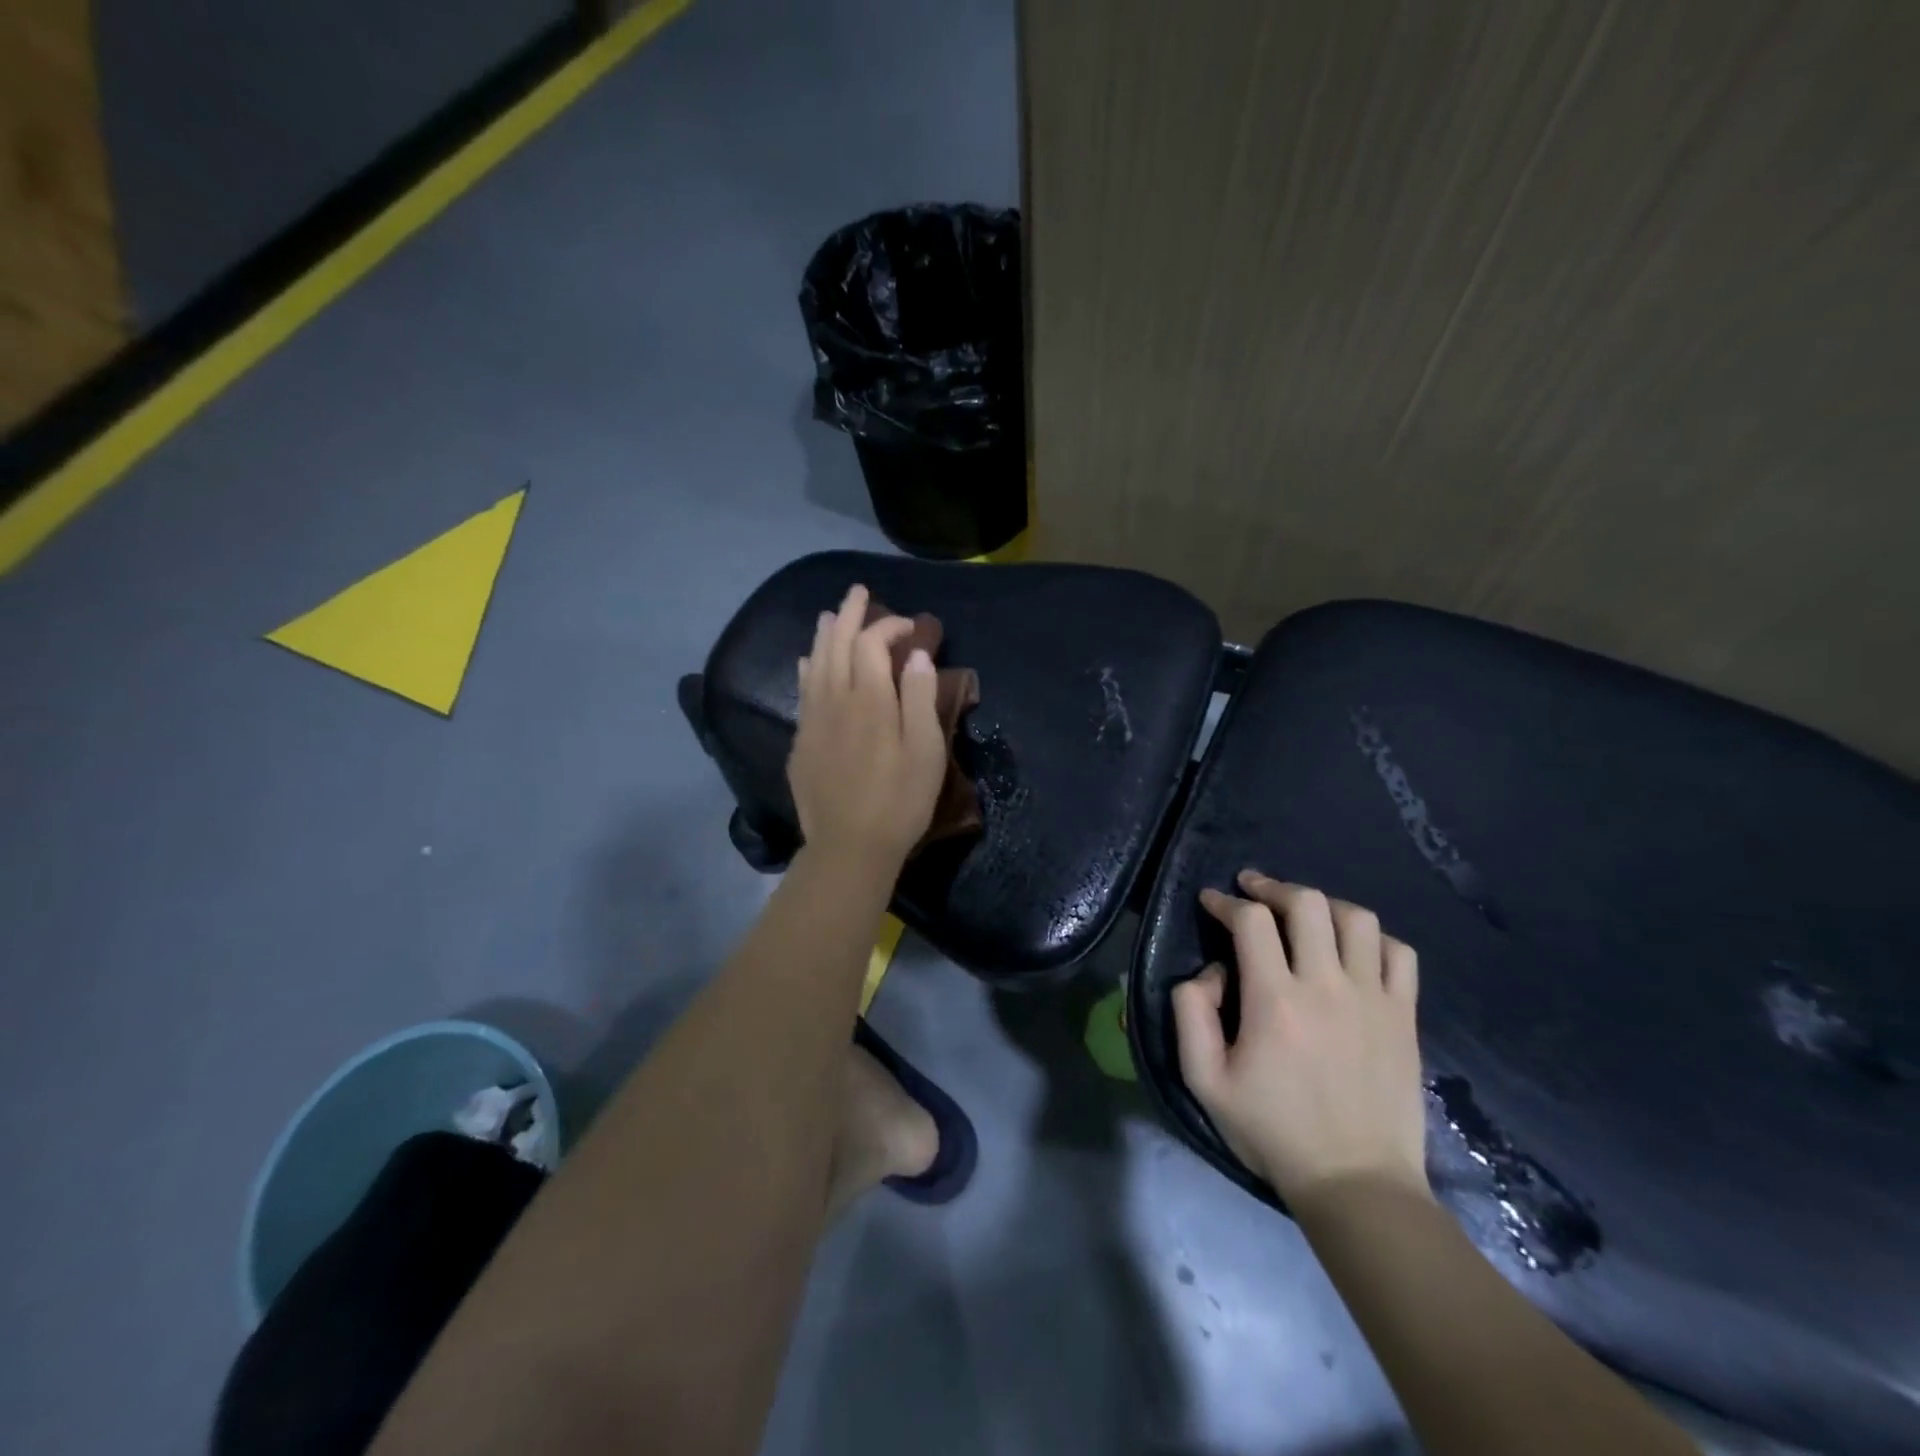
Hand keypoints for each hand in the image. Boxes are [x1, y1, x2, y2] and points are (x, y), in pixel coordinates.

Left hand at [788, 585, 946, 869]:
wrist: (849, 847)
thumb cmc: (899, 801)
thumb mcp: (926, 751)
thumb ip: (921, 698)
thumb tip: (917, 655)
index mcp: (870, 699)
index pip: (873, 644)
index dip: (890, 627)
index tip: (910, 628)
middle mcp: (835, 699)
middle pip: (838, 644)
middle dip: (850, 614)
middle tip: (859, 592)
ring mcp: (813, 720)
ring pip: (815, 664)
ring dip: (825, 635)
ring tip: (831, 615)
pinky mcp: (802, 742)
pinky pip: (802, 691)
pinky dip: (807, 668)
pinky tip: (808, 662)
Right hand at [1172, 871, 1428, 1206]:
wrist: (1357, 1184)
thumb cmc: (1273, 1132)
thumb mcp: (1205, 1081)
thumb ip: (1191, 1014)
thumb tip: (1210, 973)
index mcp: (1275, 1001)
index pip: (1250, 920)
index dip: (1226, 902)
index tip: (1212, 901)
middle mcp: (1326, 986)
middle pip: (1306, 903)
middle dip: (1272, 887)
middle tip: (1253, 890)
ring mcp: (1373, 999)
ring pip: (1356, 918)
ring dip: (1323, 904)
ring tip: (1304, 913)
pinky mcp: (1404, 1017)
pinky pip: (1398, 953)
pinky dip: (1373, 937)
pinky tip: (1353, 947)